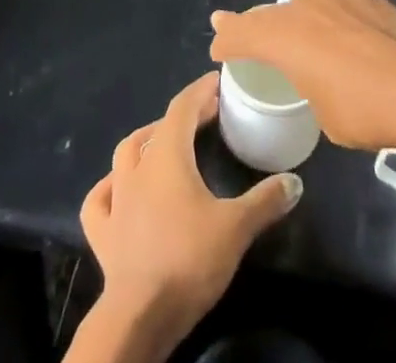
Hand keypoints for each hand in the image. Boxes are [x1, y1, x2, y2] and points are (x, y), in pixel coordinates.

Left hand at [75, 72, 300, 360]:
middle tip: (205, 116)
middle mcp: (138, 167)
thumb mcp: (236, 227)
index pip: (183, 107)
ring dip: (146, 143)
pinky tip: (117, 188)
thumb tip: (295, 182)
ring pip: (125, 154)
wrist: (140, 314)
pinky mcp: (102, 232)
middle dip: (182, 117)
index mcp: (168, 154)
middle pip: (158, 127)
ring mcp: (116, 198)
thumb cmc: (188, 259)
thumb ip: (265, 200)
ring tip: (164, 144)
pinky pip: (99, 198)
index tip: (217, 81)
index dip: (200, 91)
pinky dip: (109, 187)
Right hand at [209, 0, 395, 151]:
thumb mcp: (324, 113)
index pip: (242, 35)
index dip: (225, 42)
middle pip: (266, 0)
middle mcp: (305, 5)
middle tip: (236, 16)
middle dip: (248, 8)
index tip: (219, 50)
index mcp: (286, 38)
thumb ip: (313, 86)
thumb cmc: (365, 111)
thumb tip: (319, 78)